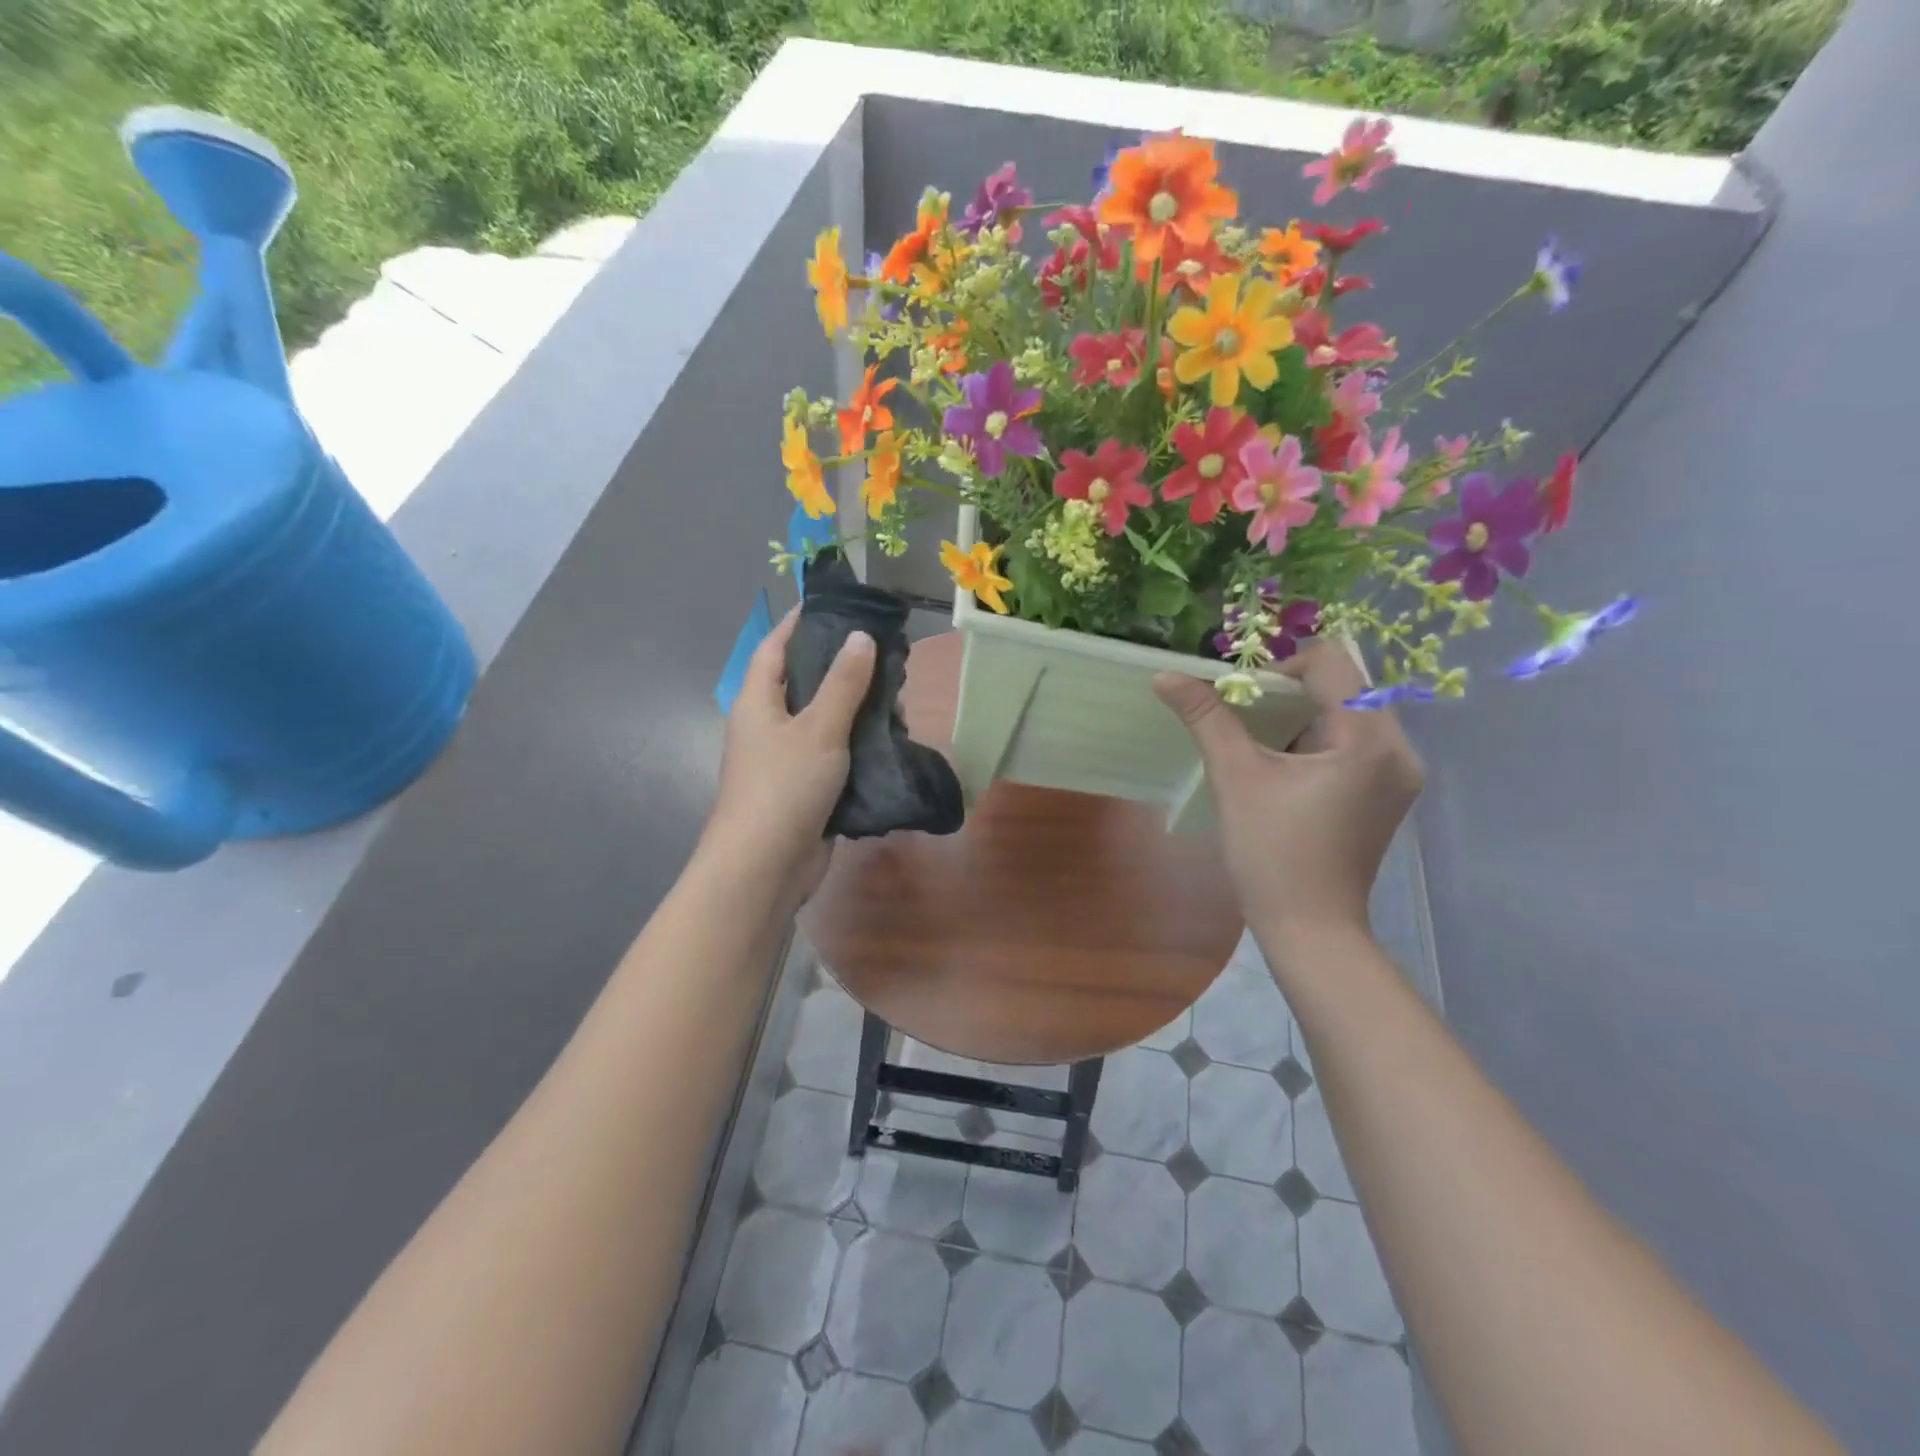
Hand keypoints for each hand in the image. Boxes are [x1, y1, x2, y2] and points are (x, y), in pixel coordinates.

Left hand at [705, 607, 875, 906]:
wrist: (765, 867)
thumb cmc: (784, 787)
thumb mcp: (818, 728)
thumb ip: (843, 683)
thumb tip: (861, 637)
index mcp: (758, 701)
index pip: (775, 647)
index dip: (799, 622)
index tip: (834, 605)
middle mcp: (769, 725)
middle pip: (805, 683)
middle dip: (843, 669)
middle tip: (886, 659)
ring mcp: (787, 759)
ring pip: (825, 721)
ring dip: (858, 711)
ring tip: (899, 702)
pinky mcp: (806, 788)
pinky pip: (835, 755)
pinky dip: (859, 746)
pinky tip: (890, 742)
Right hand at [1154, 642, 1422, 947]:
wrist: (1309, 928)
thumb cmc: (1272, 853)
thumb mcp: (1235, 777)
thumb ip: (1206, 717)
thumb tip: (1165, 675)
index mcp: (1369, 739)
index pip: (1331, 663)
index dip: (1281, 666)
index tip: (1242, 696)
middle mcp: (1399, 749)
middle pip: (1345, 685)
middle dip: (1290, 690)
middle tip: (1245, 714)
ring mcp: (1399, 774)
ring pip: (1350, 713)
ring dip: (1302, 714)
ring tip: (1260, 740)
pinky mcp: (1389, 794)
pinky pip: (1355, 741)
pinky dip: (1317, 738)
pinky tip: (1284, 766)